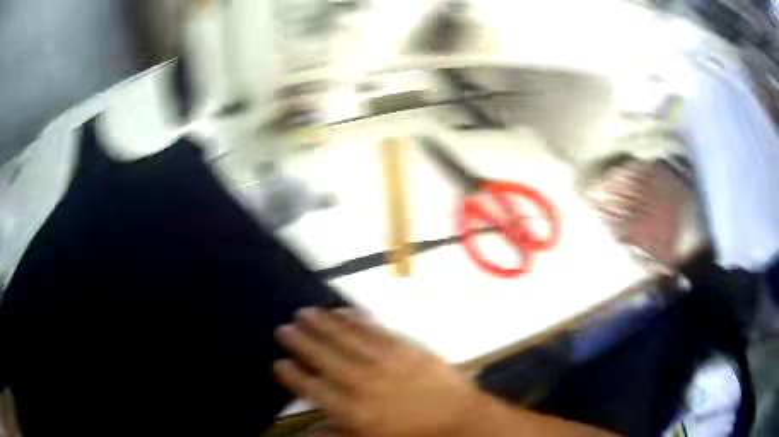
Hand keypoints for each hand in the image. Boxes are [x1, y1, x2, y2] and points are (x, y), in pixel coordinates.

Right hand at [273, 308, 478, 436]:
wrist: (459, 419)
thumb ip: (335, 436)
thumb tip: (305, 435)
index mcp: (352, 410)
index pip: (312, 388)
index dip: (293, 375)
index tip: (279, 363)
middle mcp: (362, 382)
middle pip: (324, 358)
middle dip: (301, 342)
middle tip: (283, 328)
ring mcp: (384, 362)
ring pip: (345, 338)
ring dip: (323, 324)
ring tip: (305, 312)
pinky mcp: (405, 348)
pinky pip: (374, 330)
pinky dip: (356, 319)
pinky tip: (344, 311)